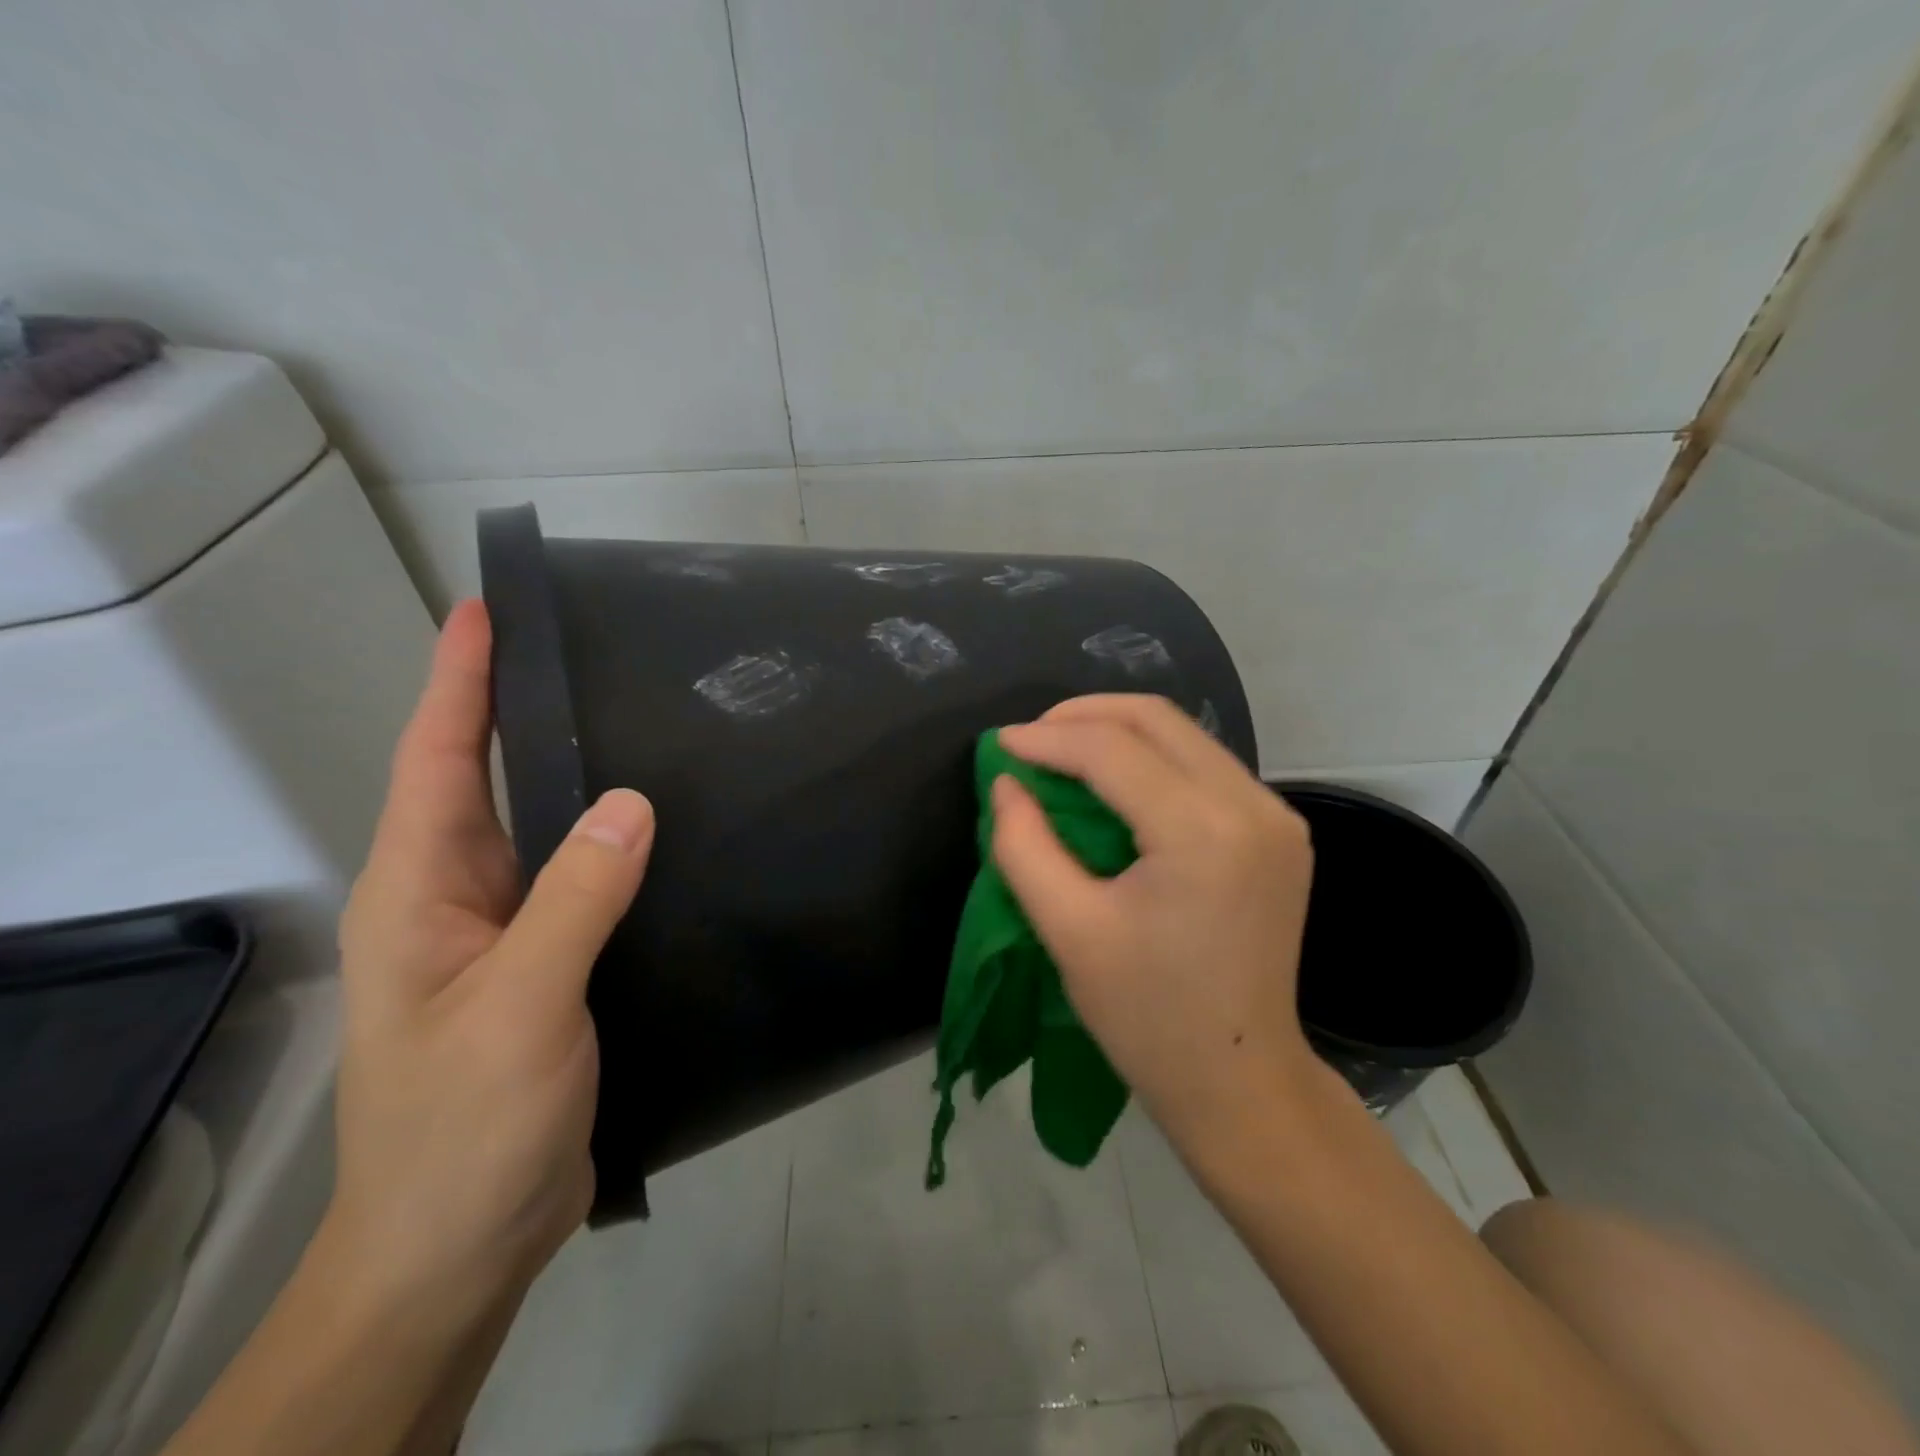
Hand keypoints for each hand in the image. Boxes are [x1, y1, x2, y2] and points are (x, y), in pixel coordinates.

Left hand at [333, 599, 653, 1307]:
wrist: (462, 1245)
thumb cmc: (465, 1126)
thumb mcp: (518, 1006)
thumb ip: (573, 900)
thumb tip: (632, 800)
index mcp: (423, 892)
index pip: (439, 761)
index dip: (460, 682)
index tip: (488, 611)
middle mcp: (458, 898)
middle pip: (487, 782)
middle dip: (520, 710)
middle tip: (587, 650)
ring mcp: (505, 933)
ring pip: (545, 831)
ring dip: (577, 775)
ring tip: (639, 720)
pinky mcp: (550, 964)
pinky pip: (583, 880)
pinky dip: (615, 842)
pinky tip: (664, 828)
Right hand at [991, 695, 1319, 1147]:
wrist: (1240, 1079)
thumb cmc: (1147, 1017)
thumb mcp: (1068, 931)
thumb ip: (1025, 846)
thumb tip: (1007, 782)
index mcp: (1202, 834)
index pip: (1113, 750)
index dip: (1047, 738)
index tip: (999, 744)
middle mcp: (1252, 807)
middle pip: (1157, 719)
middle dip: (1083, 715)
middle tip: (1030, 739)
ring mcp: (1276, 815)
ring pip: (1184, 735)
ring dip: (1117, 733)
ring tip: (1061, 754)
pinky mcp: (1279, 830)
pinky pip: (1204, 765)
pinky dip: (1151, 759)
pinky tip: (1113, 782)